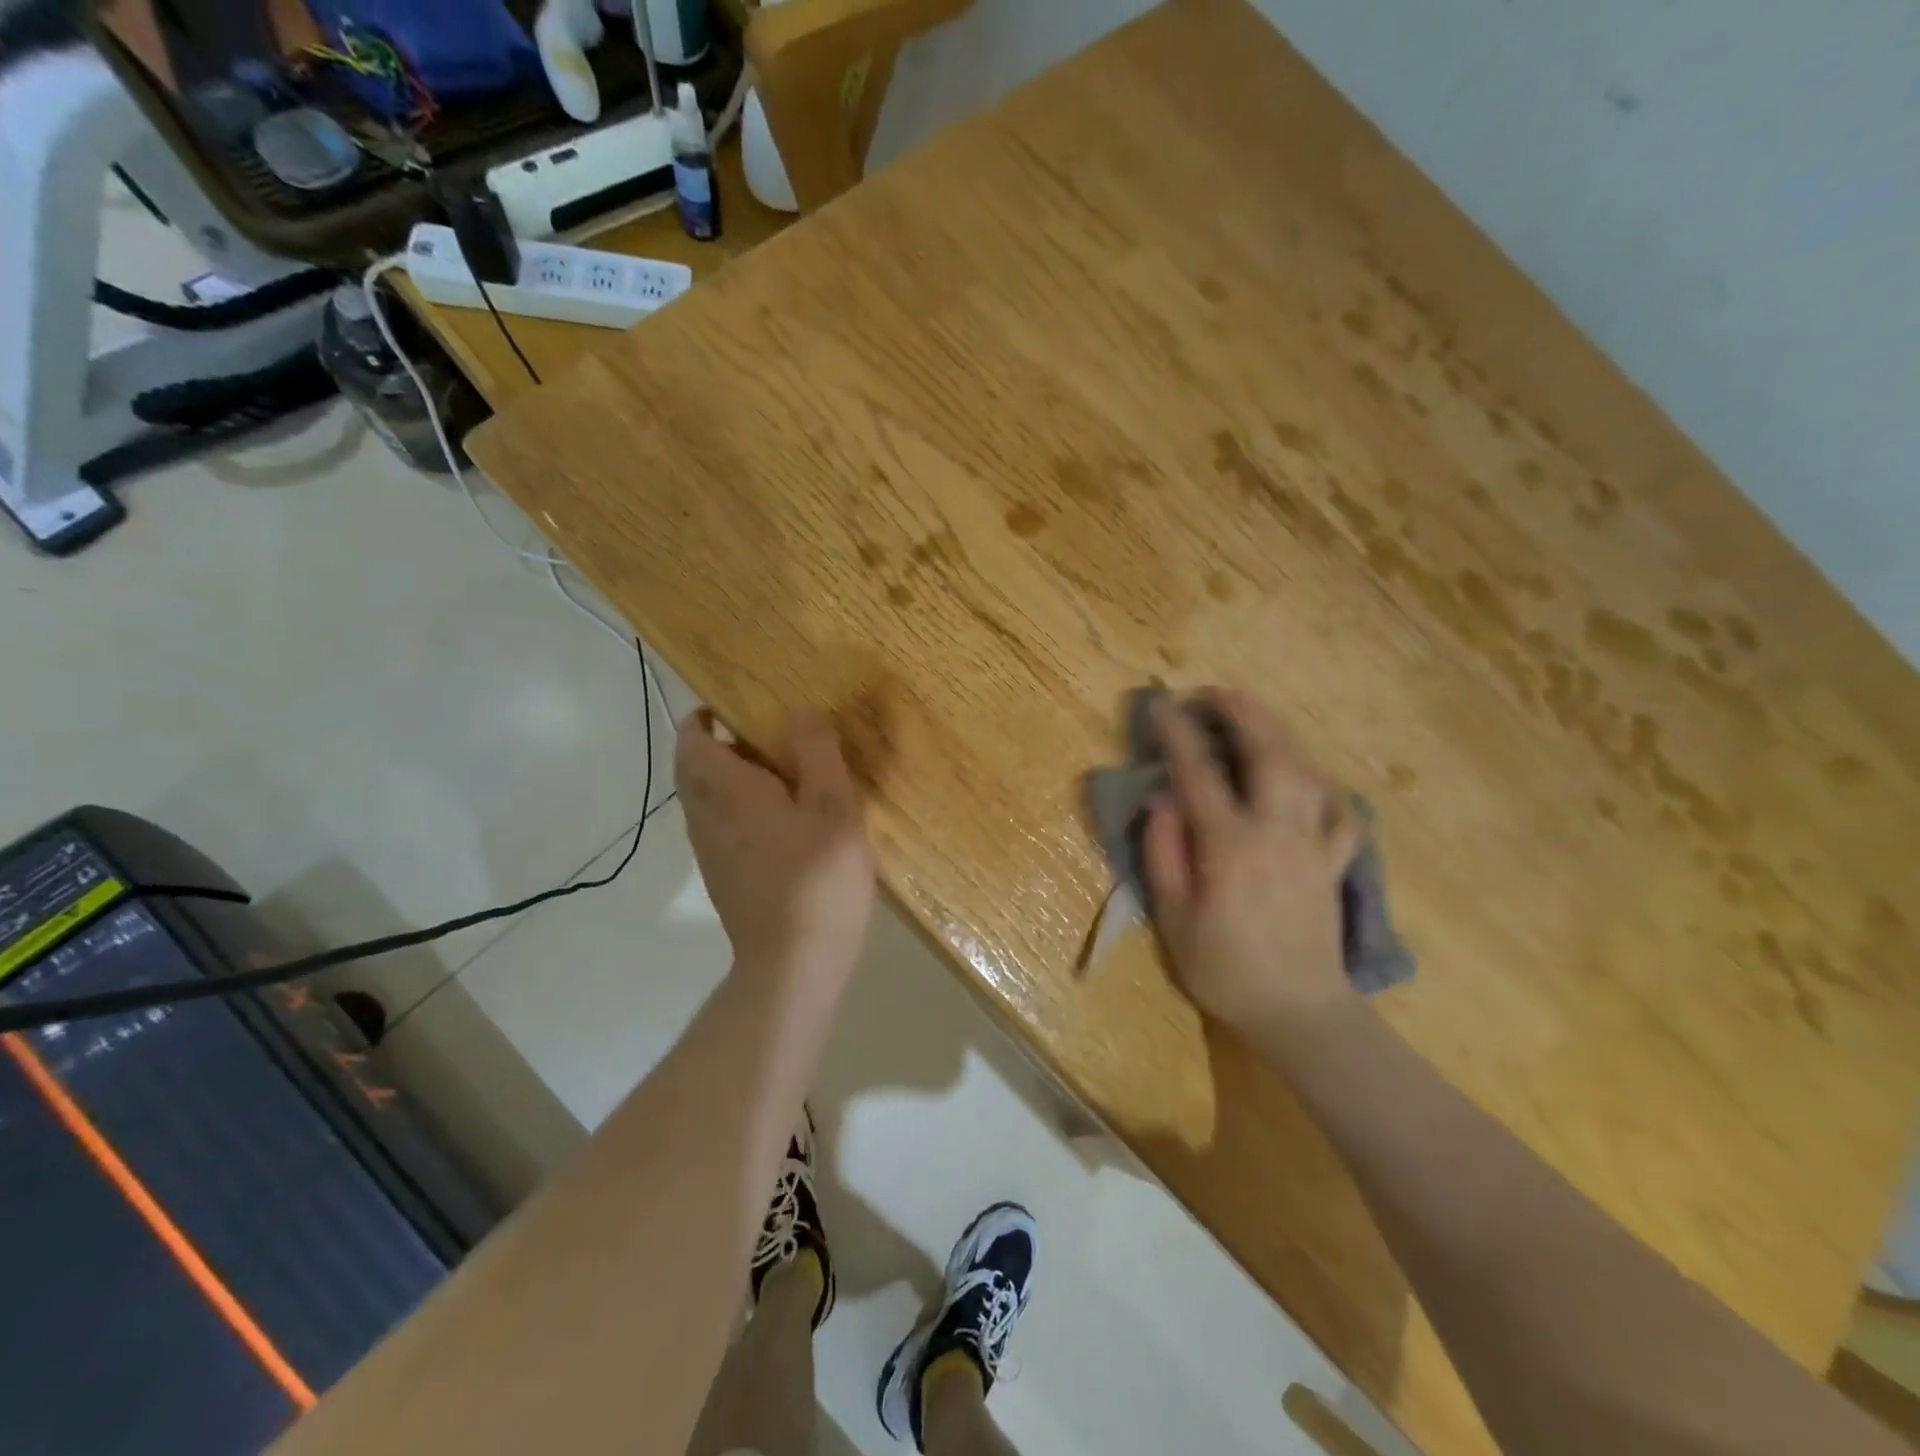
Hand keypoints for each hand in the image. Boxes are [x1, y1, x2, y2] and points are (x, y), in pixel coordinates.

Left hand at [676, 708, 876, 989]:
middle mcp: (706, 817)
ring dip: (730, 779)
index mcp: (727, 791)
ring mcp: (710, 851)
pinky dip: (738, 809)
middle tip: (768, 739)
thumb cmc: (818, 879)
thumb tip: (799, 712)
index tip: (738, 708)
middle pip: (693, 768)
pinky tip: (784, 823)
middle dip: (720, 746)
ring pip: (705, 799)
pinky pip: (719, 826)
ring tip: (782, 776)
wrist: (794, 964)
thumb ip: (816, 754)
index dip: (705, 717)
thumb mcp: (834, 808)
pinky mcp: (723, 877)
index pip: (691, 739)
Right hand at [1142, 690, 1362, 1043]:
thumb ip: (1165, 852)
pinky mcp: (1333, 863)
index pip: (1199, 774)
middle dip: (1243, 713)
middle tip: (1217, 692)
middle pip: (1268, 754)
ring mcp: (1313, 845)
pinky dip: (1324, 785)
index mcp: (1230, 846)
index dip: (1178, 734)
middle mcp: (1276, 832)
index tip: (1162, 704)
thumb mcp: (1174, 917)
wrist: (1298, 1013)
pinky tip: (1310, 776)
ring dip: (1280, 733)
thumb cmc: (1224, 969)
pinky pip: (1338, 812)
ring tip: (1256, 714)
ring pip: (1306, 772)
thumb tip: (1163, 799)